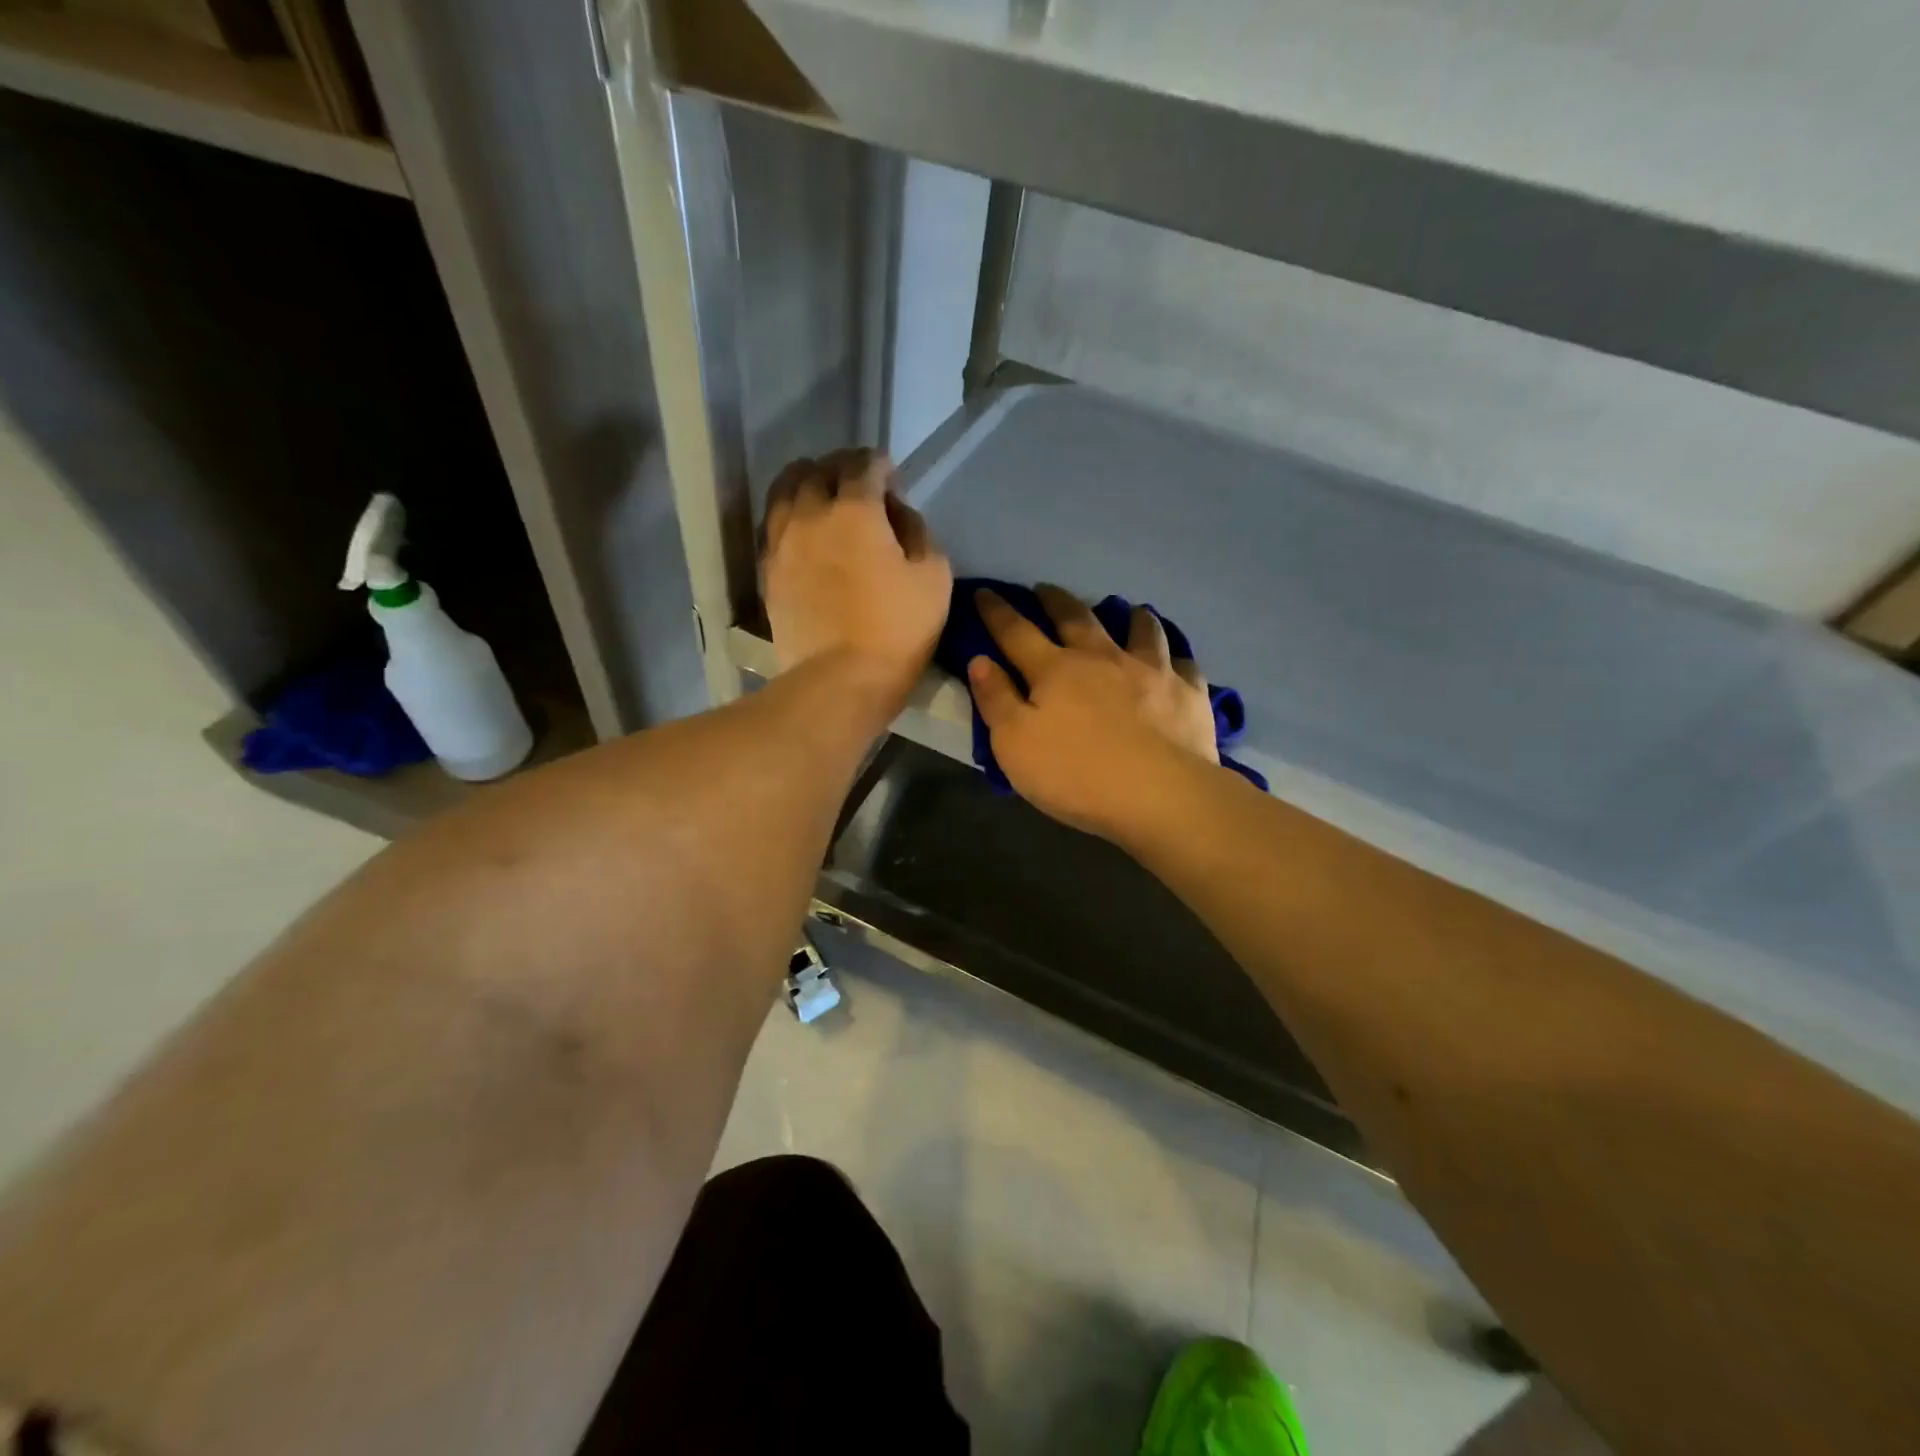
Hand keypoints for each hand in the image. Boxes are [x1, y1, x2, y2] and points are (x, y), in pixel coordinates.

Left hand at [762, 450, 951, 714]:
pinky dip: (790, 515)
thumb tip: (898, 513)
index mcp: (855, 509)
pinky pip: (774, 524)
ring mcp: (782, 542)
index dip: (881, 464)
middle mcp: (811, 513)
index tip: (892, 477)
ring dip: (807, 483)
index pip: (863, 465)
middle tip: (859, 484)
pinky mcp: (768, 571)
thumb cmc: (897, 630)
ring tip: (823, 497)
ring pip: (785, 490)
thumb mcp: (934, 577)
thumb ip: (919, 532)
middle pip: (818, 469)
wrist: (840, 680)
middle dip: (841, 467)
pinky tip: (803, 529)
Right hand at [969, 585, 1219, 839]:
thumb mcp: (1014, 744)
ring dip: (1131, 617)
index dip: (997, 611)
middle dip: (1057, 600)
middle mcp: (1103, 657)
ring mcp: (1151, 671)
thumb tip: (980, 660)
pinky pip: (1184, 665)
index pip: (1016, 632)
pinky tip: (1175, 663)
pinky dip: (1176, 659)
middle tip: (1046, 589)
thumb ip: (996, 700)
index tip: (984, 593)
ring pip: (1142, 630)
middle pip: (1077, 618)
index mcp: (1055, 670)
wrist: (1159, 795)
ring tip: (1129, 611)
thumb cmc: (1076, 774)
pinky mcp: (1188, 693)